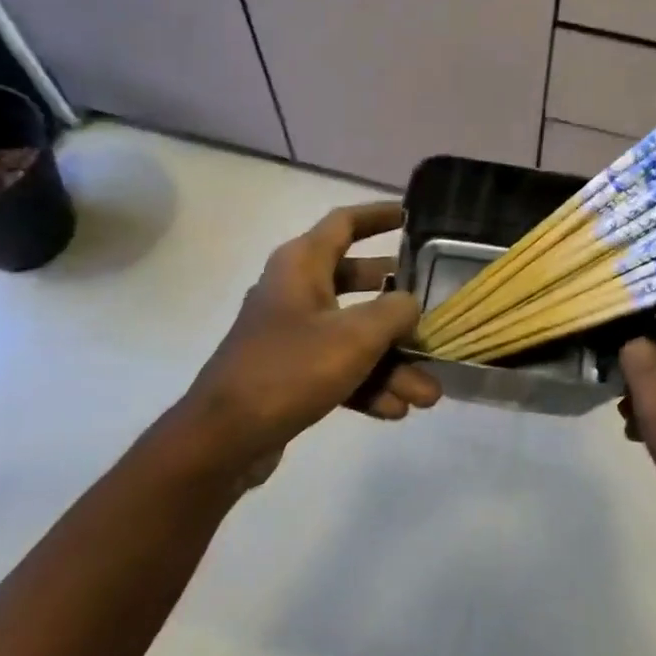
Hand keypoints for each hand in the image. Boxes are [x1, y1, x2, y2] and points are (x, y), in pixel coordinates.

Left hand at [175, 202, 441, 485]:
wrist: (223, 439)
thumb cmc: (290, 368)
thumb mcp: (355, 335)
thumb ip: (395, 311)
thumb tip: (411, 304)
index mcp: (302, 265)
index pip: (344, 223)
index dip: (378, 215)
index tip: (411, 216)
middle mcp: (296, 291)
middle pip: (359, 282)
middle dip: (400, 305)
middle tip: (432, 311)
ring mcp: (292, 334)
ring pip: (354, 335)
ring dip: (392, 363)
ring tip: (428, 394)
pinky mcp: (291, 373)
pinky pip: (339, 368)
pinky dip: (367, 384)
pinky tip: (396, 410)